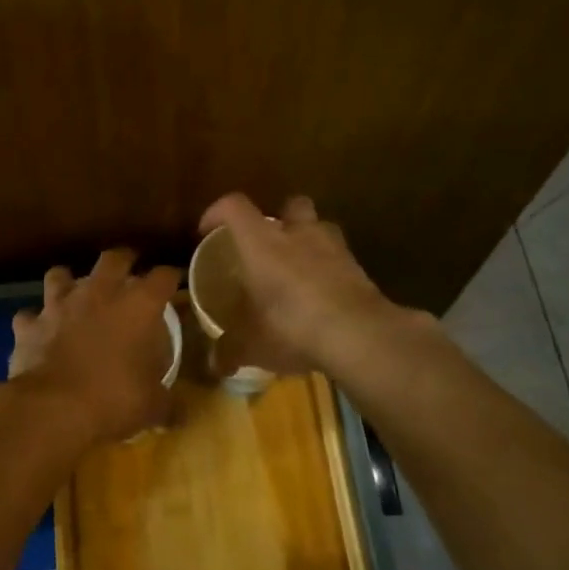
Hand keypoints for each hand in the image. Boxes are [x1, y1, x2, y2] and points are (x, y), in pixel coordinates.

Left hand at [8, 249, 180, 446]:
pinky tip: (39, 332)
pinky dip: (35, 322)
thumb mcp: (152, 406)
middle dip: (123, 260)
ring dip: (67, 282)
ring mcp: (59, 305)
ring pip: (60, 275)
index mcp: (138, 306)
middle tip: (128, 269)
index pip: (163, 277)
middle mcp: (99, 294)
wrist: (52, 408)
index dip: (171, 277)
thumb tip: (180, 415)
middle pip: (113, 259)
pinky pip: (29, 316)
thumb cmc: (113, 399)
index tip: (173, 283)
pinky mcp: (29, 325)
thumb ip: (167, 403)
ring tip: (74, 294)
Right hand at [196, 194, 398, 373]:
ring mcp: (335, 249)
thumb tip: (215, 364)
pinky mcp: (361, 270)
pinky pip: (341, 261)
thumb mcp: (250, 345)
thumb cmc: (291, 327)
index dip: (217, 212)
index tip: (207, 231)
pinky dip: (331, 272)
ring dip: (310, 243)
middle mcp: (299, 235)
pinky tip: (324, 298)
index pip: (235, 207)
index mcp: (263, 243)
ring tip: (299, 271)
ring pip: (322, 229)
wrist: (359, 335)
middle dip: (280, 218)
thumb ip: (230, 350)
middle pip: (291, 205)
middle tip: (268, 246)